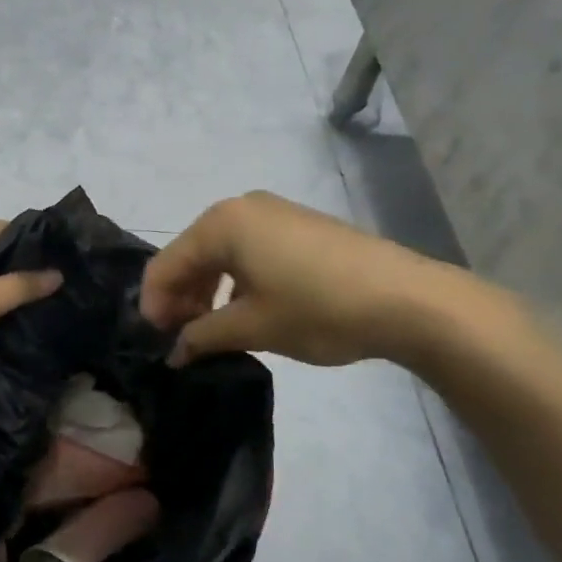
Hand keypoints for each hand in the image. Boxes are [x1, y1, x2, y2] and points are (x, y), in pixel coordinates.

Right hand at [140, 191, 458, 366]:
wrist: (407, 299)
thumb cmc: (317, 309)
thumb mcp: (252, 327)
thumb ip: (202, 337)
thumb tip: (174, 352)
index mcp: (221, 224)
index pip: (165, 265)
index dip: (154, 306)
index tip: (158, 343)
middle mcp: (241, 208)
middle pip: (190, 255)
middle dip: (180, 299)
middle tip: (183, 341)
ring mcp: (273, 214)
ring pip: (219, 254)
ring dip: (206, 292)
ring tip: (212, 332)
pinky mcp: (297, 227)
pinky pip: (247, 252)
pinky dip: (235, 281)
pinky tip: (243, 312)